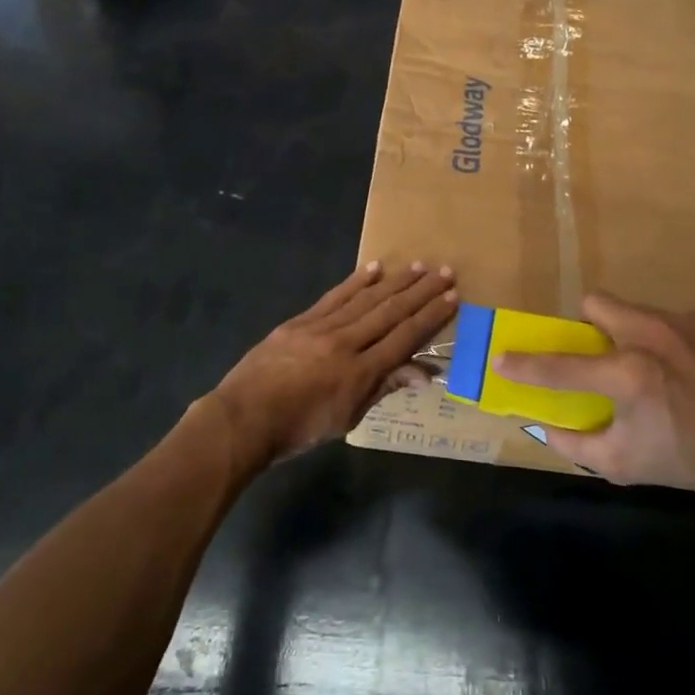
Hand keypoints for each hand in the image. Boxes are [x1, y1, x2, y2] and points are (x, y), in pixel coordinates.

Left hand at [209, 261, 456, 467]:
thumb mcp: (347, 418)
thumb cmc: (298, 429)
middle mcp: (344, 343)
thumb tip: (425, 374)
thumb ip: (384, 388)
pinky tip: (374, 267)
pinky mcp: (300, 321)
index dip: (430, 317)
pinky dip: (355, 282)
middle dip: (420, 292)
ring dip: (395, 281)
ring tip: (418, 266)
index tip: (452, 297)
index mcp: (359, 373)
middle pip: (389, 312)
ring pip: (365, 299)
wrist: (243, 419)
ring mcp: (320, 328)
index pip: (404, 338)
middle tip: (445, 272)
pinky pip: (334, 297)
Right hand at [493, 293, 694, 519]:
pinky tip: (689, 372)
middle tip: (599, 356)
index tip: (501, 359)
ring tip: (652, 369)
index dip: (525, 365)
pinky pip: (672, 321)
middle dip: (587, 325)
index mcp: (628, 374)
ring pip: (635, 311)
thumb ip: (575, 443)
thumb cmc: (689, 461)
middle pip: (596, 303)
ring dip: (630, 334)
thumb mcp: (623, 465)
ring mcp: (684, 323)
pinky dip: (669, 342)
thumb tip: (542, 426)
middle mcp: (652, 335)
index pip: (560, 366)